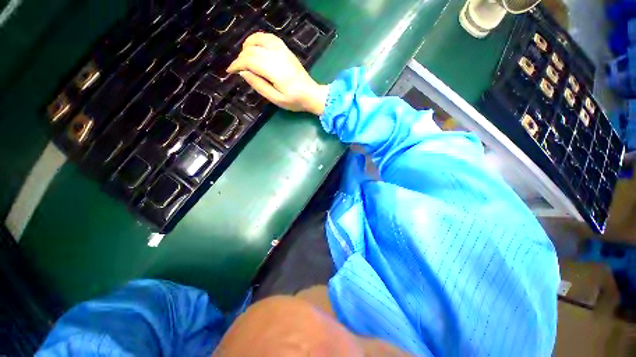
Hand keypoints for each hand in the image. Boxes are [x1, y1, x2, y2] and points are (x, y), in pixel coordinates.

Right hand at [227, 32, 328, 115]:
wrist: (311, 94)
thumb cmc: (294, 100)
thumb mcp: (276, 99)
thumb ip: (259, 85)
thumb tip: (243, 72)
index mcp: (275, 71)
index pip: (249, 61)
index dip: (237, 64)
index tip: (230, 71)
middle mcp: (277, 56)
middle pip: (251, 50)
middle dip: (240, 58)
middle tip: (238, 69)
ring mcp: (283, 50)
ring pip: (258, 39)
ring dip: (247, 46)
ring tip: (244, 57)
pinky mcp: (286, 49)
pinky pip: (268, 37)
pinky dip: (258, 39)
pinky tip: (255, 46)